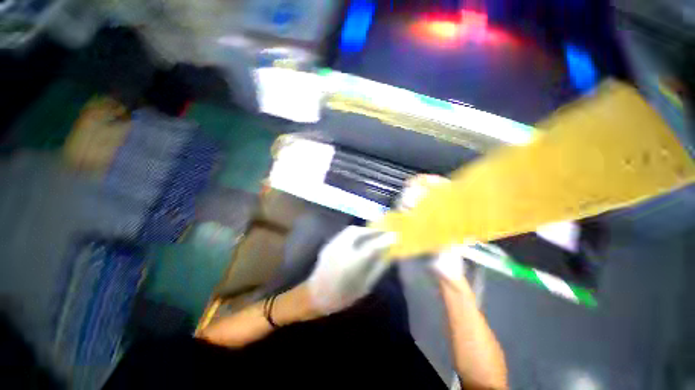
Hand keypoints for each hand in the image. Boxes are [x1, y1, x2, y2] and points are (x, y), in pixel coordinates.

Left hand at [307, 226, 395, 313]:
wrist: (316, 296)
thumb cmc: (343, 296)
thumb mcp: (365, 286)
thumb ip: (378, 268)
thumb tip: (389, 255)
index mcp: (352, 263)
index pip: (372, 247)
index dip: (385, 240)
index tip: (395, 236)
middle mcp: (341, 250)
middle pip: (359, 231)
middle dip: (372, 230)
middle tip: (382, 232)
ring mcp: (333, 245)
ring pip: (350, 230)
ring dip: (363, 230)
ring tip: (372, 234)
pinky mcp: (328, 244)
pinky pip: (344, 234)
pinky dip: (355, 233)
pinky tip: (359, 239)